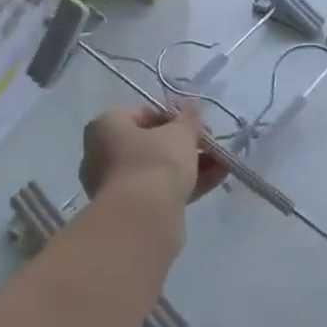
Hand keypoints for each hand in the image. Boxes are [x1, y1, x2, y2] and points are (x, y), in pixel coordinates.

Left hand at [79, 99, 225, 213]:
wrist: (143, 222)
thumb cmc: (155, 163)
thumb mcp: (179, 134)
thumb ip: (189, 118)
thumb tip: (193, 103)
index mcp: (106, 126)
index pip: (143, 113)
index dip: (174, 117)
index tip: (197, 124)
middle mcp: (103, 154)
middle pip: (151, 143)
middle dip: (184, 143)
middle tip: (210, 143)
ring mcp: (116, 185)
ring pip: (158, 169)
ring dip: (190, 164)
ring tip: (222, 162)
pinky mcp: (131, 211)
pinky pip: (161, 189)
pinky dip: (186, 183)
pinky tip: (217, 178)